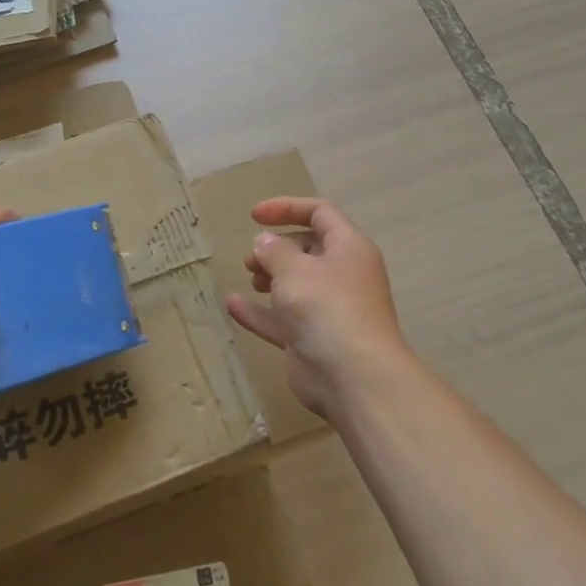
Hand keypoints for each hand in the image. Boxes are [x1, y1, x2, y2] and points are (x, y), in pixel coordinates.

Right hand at [223, 197, 411, 418]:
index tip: (254, 216)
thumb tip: (265, 242)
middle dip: (276, 248)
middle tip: (252, 259)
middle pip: (308, 249)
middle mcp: (342, 275)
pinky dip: (259, 311)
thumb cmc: (326, 307)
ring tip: (250, 278)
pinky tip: (231, 305)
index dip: (287, 208)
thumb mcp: (294, 269)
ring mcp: (329, 310)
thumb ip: (274, 250)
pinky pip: (282, 319)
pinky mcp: (312, 340)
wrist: (353, 376)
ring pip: (296, 285)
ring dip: (270, 278)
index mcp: (348, 248)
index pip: (320, 213)